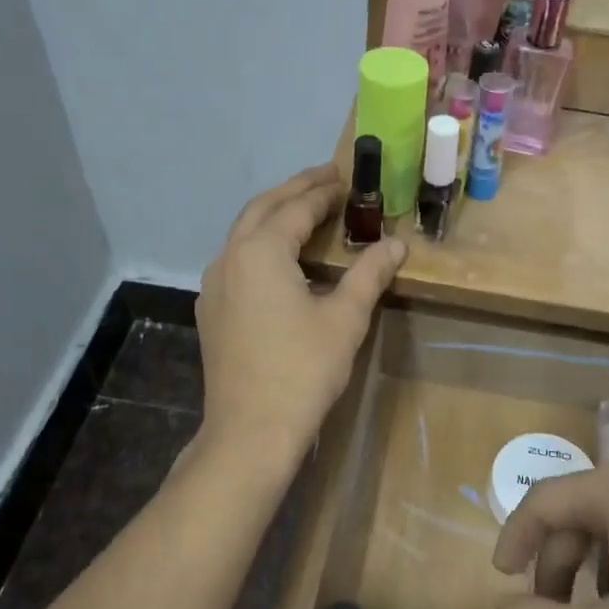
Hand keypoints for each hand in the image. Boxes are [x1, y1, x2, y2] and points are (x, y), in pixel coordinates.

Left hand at [196, 165, 406, 461]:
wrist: (250, 430)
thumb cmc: (303, 370)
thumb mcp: (345, 319)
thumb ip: (370, 274)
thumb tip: (396, 243)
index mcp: (261, 251)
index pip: (296, 208)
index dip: (323, 191)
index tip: (346, 178)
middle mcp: (229, 257)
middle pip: (263, 209)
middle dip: (294, 190)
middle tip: (326, 178)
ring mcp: (214, 285)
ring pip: (244, 233)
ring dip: (274, 215)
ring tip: (304, 210)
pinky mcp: (212, 310)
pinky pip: (236, 260)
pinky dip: (260, 244)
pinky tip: (280, 259)